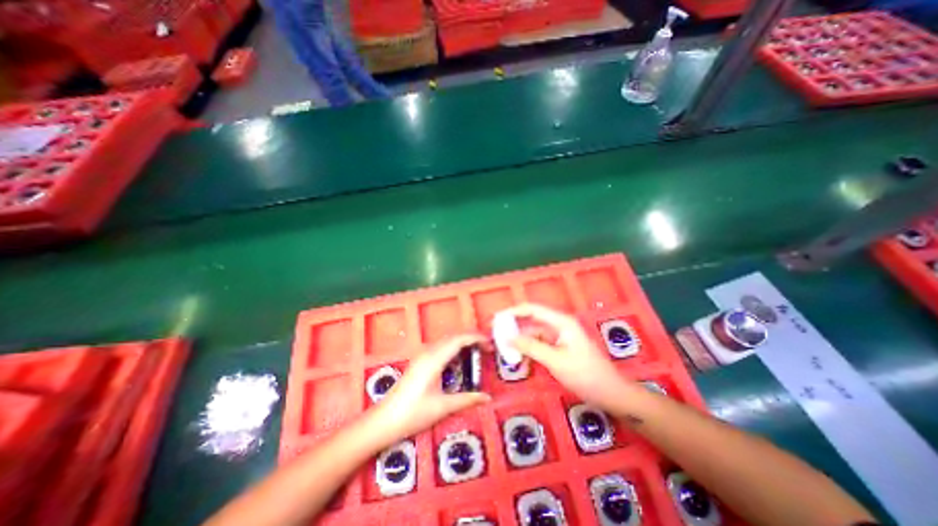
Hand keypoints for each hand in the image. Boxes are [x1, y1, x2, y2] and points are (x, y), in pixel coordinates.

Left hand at [372, 334, 493, 441]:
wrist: (383, 421)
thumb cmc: (412, 414)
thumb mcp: (442, 407)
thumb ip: (467, 399)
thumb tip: (488, 397)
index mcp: (434, 359)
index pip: (459, 340)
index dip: (476, 338)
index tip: (490, 343)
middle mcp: (428, 352)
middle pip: (453, 337)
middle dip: (471, 338)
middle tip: (487, 348)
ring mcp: (422, 356)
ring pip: (446, 341)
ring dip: (462, 342)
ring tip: (476, 351)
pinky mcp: (419, 361)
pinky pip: (441, 347)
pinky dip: (454, 347)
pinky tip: (459, 359)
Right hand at [502, 304, 625, 411]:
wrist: (611, 394)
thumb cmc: (585, 374)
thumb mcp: (555, 360)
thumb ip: (530, 347)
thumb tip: (508, 337)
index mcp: (561, 322)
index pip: (532, 309)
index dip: (513, 311)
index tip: (497, 319)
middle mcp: (559, 325)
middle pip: (532, 321)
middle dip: (514, 328)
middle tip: (496, 336)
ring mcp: (560, 338)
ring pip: (535, 335)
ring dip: (521, 342)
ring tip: (506, 352)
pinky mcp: (561, 349)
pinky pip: (540, 345)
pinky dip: (530, 351)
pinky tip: (521, 360)